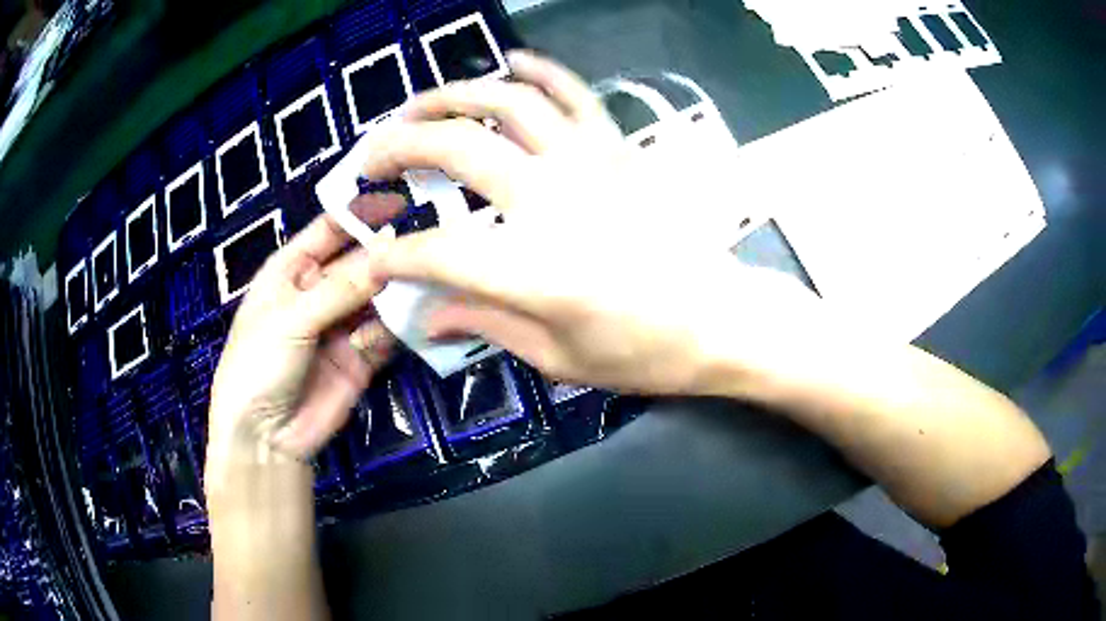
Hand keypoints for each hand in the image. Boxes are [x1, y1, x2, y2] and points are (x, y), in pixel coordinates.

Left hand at [205, 197, 401, 496]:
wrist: (264, 436)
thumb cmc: (258, 364)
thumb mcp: (291, 319)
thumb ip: (340, 288)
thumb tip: (389, 254)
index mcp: (291, 271)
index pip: (329, 230)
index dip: (360, 212)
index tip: (401, 200)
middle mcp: (319, 293)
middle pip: (359, 262)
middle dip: (387, 254)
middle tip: (428, 244)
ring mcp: (341, 326)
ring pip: (377, 297)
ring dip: (399, 290)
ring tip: (430, 279)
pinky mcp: (361, 358)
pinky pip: (386, 334)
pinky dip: (401, 327)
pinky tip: (417, 320)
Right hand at [360, 51, 819, 395]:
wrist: (721, 319)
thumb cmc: (646, 352)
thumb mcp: (559, 358)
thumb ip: (486, 325)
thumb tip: (429, 316)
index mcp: (534, 270)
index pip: (437, 252)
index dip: (394, 257)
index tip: (373, 260)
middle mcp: (554, 200)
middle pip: (458, 149)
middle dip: (399, 148)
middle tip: (372, 157)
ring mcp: (588, 163)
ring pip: (508, 103)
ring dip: (452, 96)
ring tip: (418, 105)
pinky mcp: (616, 150)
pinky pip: (573, 95)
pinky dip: (540, 71)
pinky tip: (511, 62)